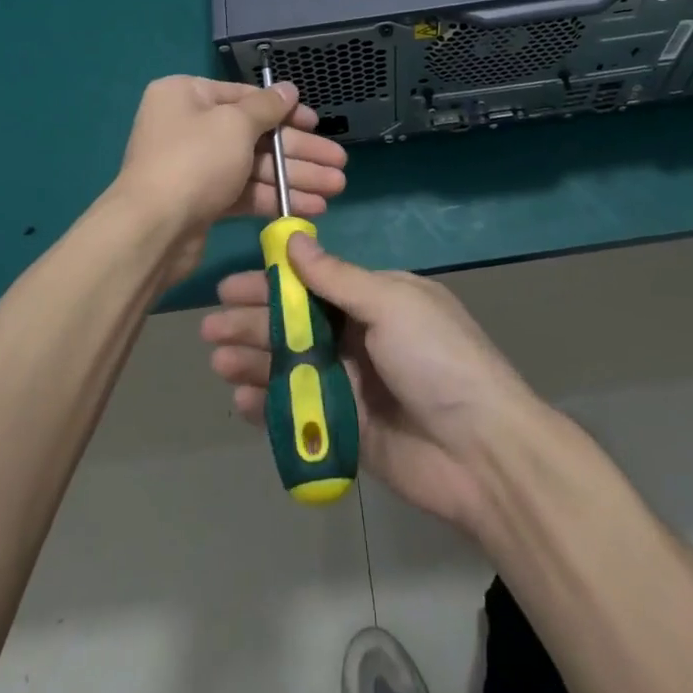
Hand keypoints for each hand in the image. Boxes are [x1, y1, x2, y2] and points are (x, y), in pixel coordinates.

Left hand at [113, 76, 347, 281]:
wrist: (152, 230)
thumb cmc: (195, 160)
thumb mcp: (235, 124)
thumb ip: (267, 107)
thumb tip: (288, 89)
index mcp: (186, 95)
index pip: (244, 97)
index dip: (285, 111)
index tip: (317, 123)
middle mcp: (188, 126)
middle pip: (255, 134)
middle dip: (299, 151)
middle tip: (338, 164)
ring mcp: (194, 166)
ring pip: (254, 166)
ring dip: (294, 177)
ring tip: (335, 189)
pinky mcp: (202, 201)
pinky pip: (244, 192)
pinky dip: (275, 198)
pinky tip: (310, 207)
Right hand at [201, 232, 541, 530]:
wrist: (482, 452)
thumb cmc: (437, 360)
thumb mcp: (391, 303)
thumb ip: (337, 277)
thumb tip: (294, 240)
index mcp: (376, 299)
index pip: (313, 284)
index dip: (272, 283)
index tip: (230, 286)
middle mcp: (362, 336)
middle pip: (296, 324)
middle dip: (253, 323)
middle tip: (210, 328)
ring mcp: (353, 384)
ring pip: (293, 365)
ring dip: (255, 360)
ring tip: (219, 361)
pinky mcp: (347, 430)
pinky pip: (301, 410)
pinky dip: (270, 404)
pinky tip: (241, 399)